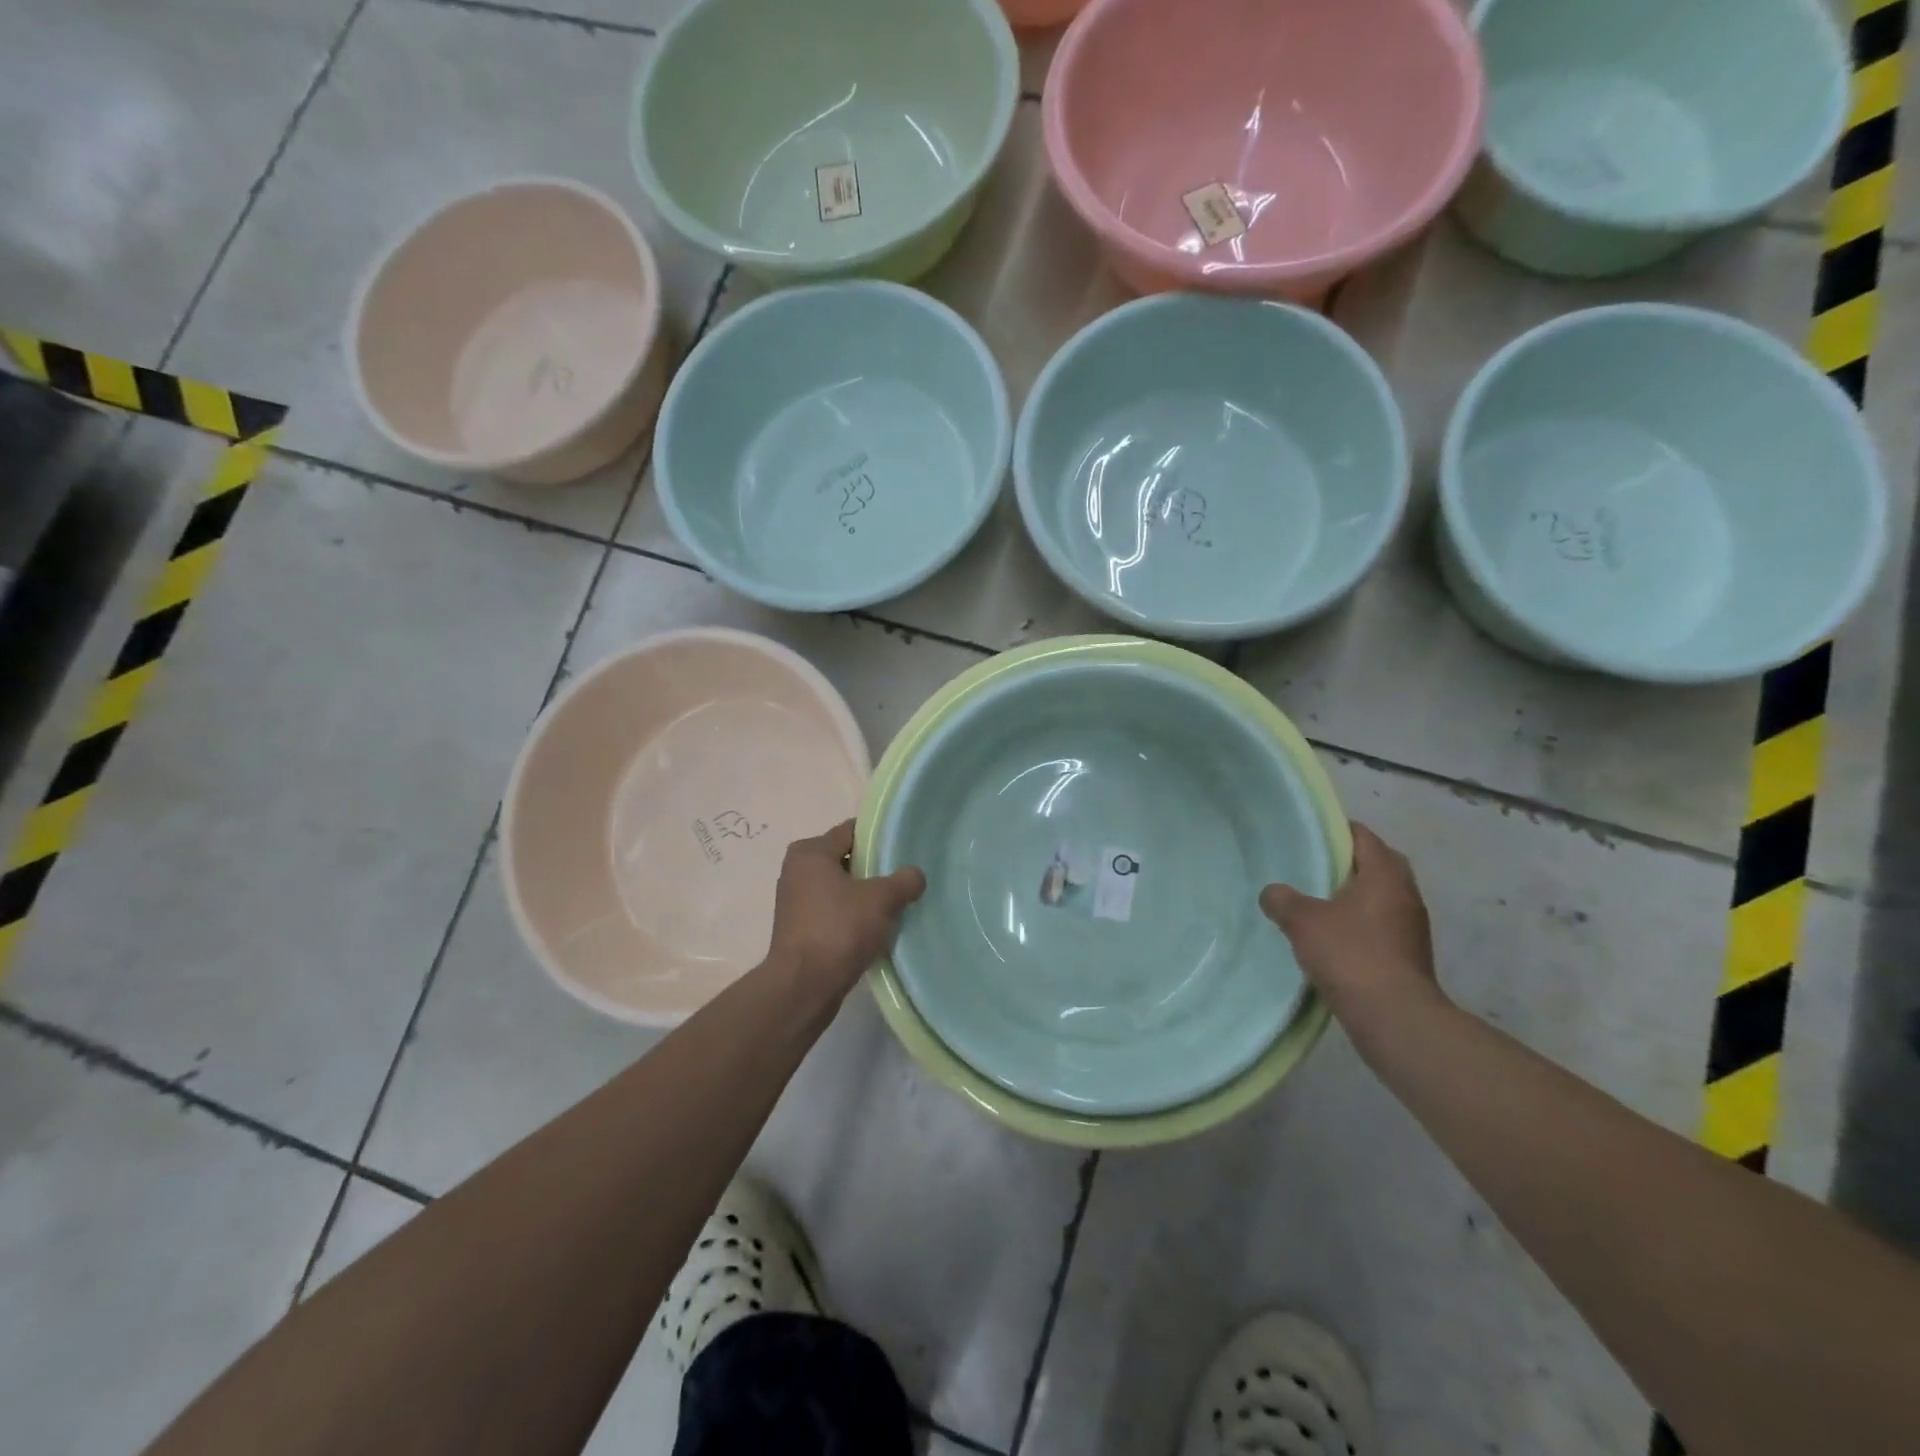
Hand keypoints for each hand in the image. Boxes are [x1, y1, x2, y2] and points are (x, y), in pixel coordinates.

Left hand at [768, 821, 925, 997]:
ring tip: (894, 907)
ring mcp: (795, 903)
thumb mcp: (882, 899)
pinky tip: (875, 931)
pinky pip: (834, 913)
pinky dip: (853, 918)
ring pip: (841, 889)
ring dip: (865, 897)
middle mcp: (797, 871)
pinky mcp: (799, 930)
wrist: (804, 987)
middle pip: (847, 860)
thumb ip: (904, 880)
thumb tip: (915, 875)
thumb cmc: (839, 929)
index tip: (905, 849)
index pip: (851, 831)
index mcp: (810, 852)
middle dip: (874, 870)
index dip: (879, 838)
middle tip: (904, 880)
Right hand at [1259, 823, 1440, 1019]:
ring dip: (1356, 895)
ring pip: (1382, 896)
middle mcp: (1406, 894)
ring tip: (1319, 902)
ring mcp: (1412, 927)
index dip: (1336, 831)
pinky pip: (1382, 925)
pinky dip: (1361, 923)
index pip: (1364, 836)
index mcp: (1385, 875)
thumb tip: (1273, 892)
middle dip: (1349, 863)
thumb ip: (1282, 899)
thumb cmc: (1350, 954)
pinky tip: (1333, 937)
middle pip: (1379, 864)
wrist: (1393, 1017)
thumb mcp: (1302, 921)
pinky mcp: (1409, 955)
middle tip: (1315, 867)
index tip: (1309, 835)